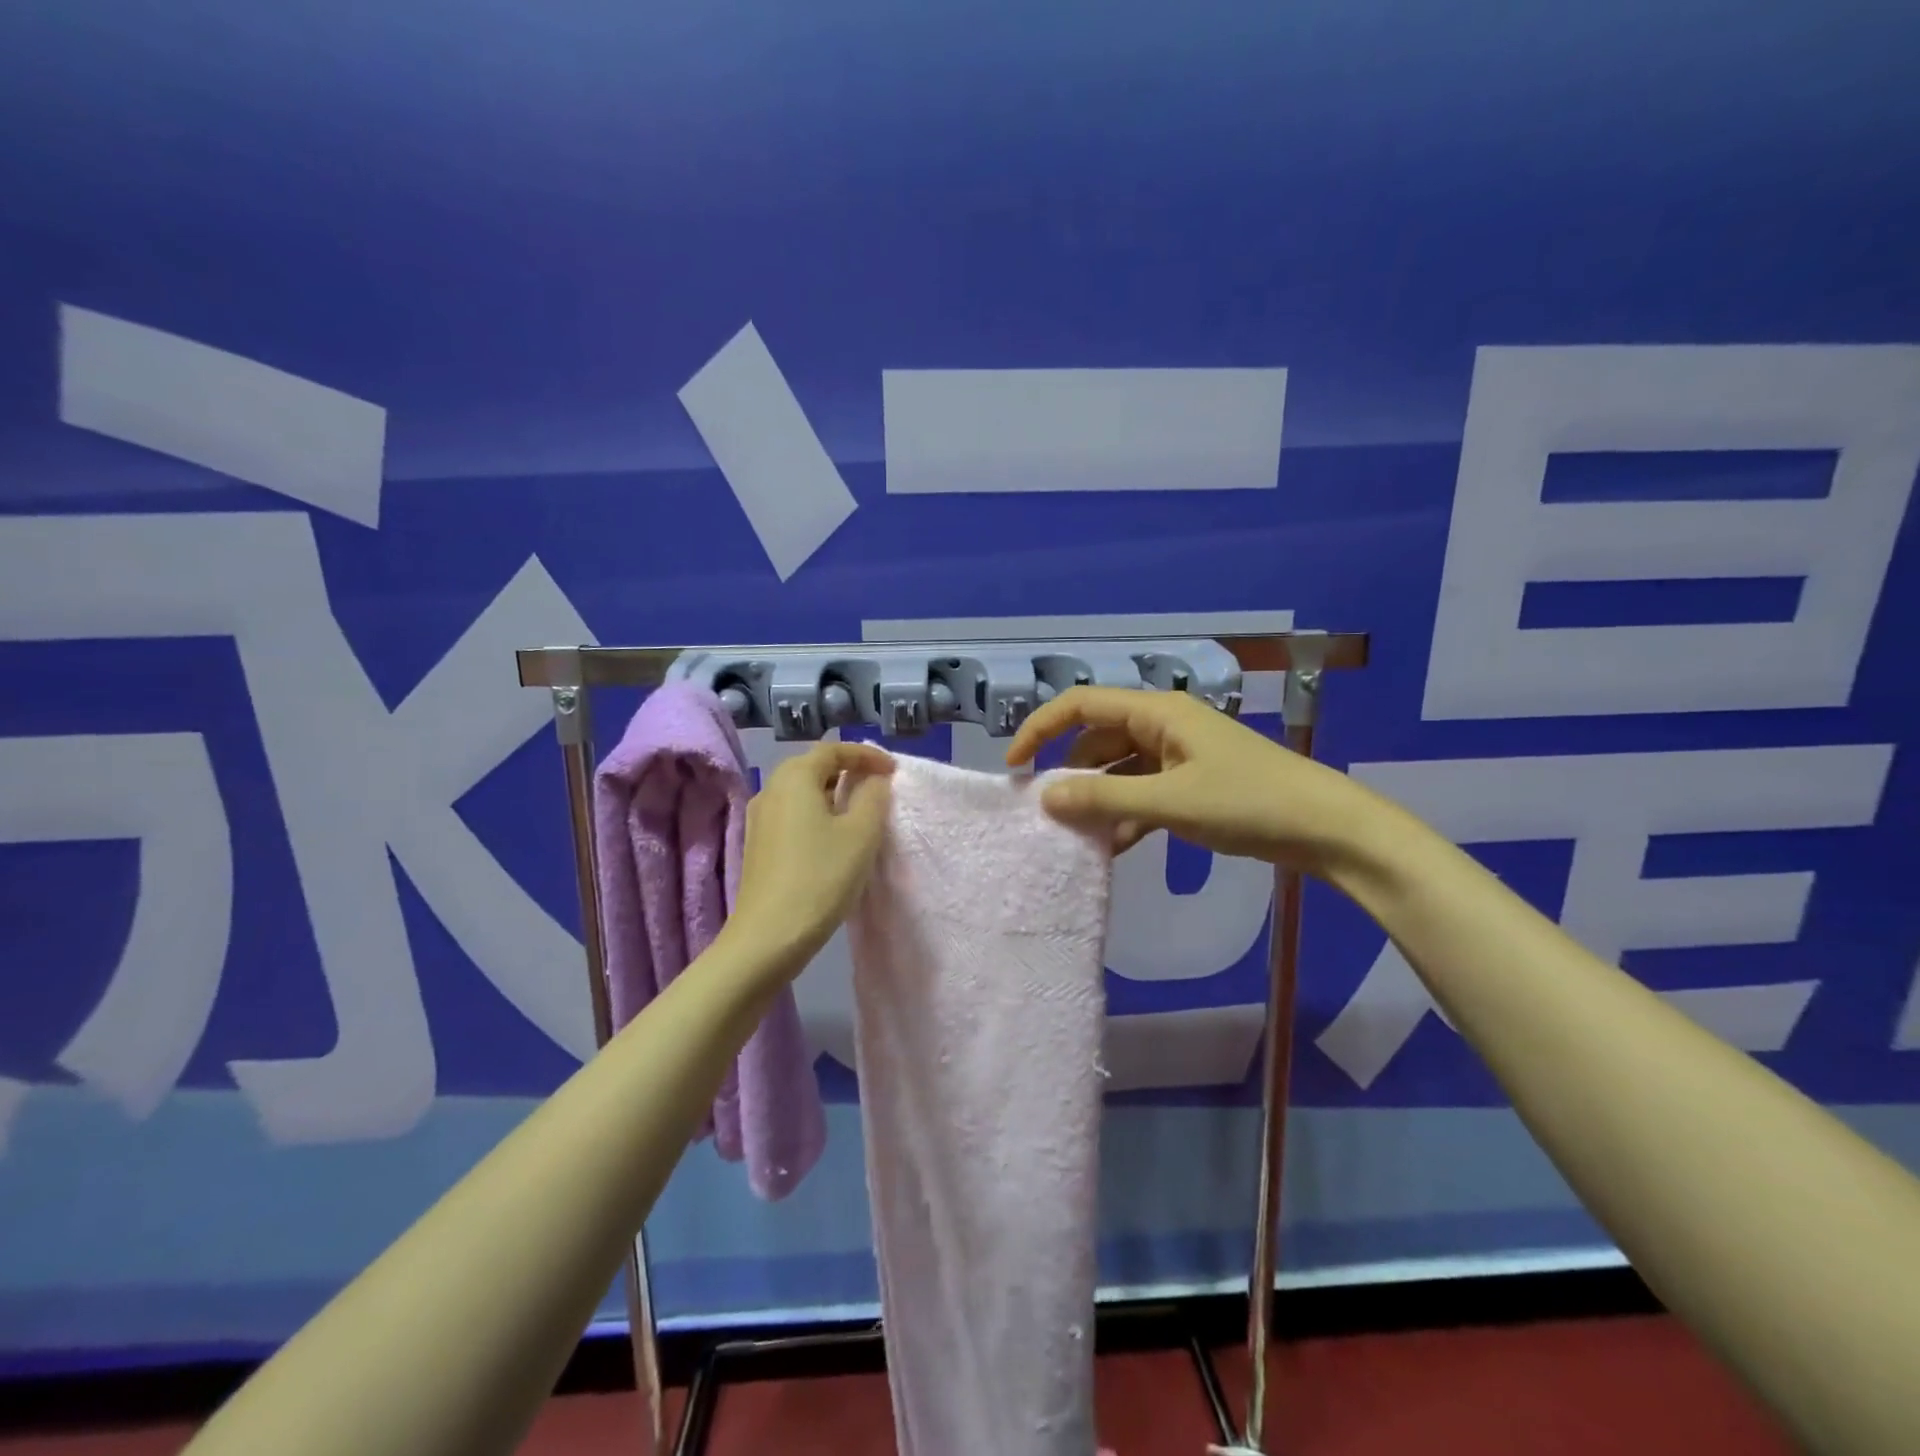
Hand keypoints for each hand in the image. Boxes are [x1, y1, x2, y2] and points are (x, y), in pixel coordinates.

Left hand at [731, 741, 893, 965]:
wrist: (768, 936)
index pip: (833, 750)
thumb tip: (874, 780)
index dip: (866, 755)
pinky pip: (792, 812)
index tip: (893, 771)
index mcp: (794, 777)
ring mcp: (759, 817)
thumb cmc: (820, 877)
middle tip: (879, 786)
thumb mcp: (861, 834)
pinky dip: (817, 812)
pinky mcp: (758, 843)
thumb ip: (874, 797)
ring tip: (861, 810)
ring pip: (802, 790)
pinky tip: (833, 836)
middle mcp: (771, 788)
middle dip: (848, 770)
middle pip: (814, 766)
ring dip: (833, 792)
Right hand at [1004, 686, 1374, 873]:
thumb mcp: (1170, 802)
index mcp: (1157, 712)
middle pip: (1097, 738)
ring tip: (1079, 836)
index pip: (1081, 704)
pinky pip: (1143, 792)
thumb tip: (1044, 797)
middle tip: (1046, 810)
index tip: (1014, 765)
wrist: (1327, 829)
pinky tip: (1115, 847)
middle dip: (1069, 772)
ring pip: (1119, 769)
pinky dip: (1126, 814)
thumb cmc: (1248, 802)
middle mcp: (1163, 726)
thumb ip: (1105, 797)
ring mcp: (1179, 756)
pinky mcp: (1192, 785)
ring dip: (1098, 798)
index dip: (1041, 728)